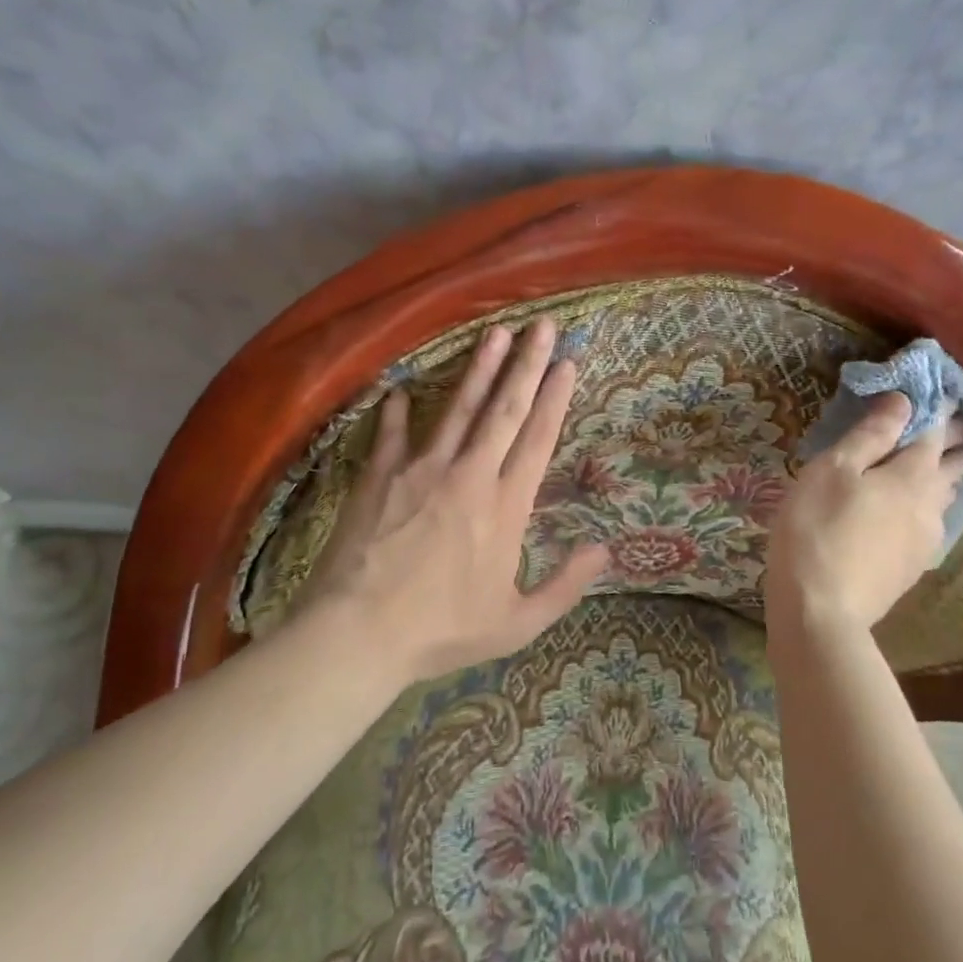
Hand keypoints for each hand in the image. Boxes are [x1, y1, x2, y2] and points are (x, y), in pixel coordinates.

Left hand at [291, 317, 608, 681]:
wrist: (356, 635)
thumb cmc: (441, 630)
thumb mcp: (516, 623)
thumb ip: (564, 586)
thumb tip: (606, 551)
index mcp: (506, 506)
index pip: (538, 439)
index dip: (555, 398)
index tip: (567, 363)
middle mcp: (469, 474)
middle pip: (505, 409)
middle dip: (527, 364)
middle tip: (542, 326)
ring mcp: (422, 469)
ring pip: (459, 408)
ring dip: (479, 369)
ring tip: (495, 333)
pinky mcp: (380, 476)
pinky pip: (393, 434)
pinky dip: (398, 411)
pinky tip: (401, 389)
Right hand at [766, 393, 962, 636]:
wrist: (821, 612)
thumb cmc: (817, 528)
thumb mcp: (833, 470)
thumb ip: (871, 435)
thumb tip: (904, 402)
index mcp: (912, 475)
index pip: (936, 432)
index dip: (940, 410)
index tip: (944, 393)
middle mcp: (930, 505)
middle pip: (953, 467)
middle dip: (956, 443)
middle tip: (953, 425)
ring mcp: (925, 541)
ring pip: (945, 498)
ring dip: (946, 476)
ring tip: (941, 463)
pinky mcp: (912, 567)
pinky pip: (931, 523)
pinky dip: (929, 505)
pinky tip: (916, 511)